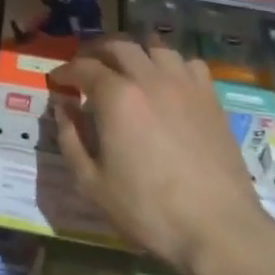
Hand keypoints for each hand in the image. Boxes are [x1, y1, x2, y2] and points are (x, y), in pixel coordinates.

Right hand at [50, 37, 273, 274]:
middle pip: (118, 46)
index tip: (56, 81)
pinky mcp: (211, 98)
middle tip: (86, 67)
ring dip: (134, 51)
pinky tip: (167, 81)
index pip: (83, 67)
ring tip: (126, 67)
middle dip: (96, 51)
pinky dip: (171, 64)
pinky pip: (188, 63)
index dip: (65, 71)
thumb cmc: (148, 209)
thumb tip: (63, 107)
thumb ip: (70, 139)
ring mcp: (184, 84)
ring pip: (155, 47)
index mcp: (116, 97)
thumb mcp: (92, 183)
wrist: (218, 228)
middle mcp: (149, 78)